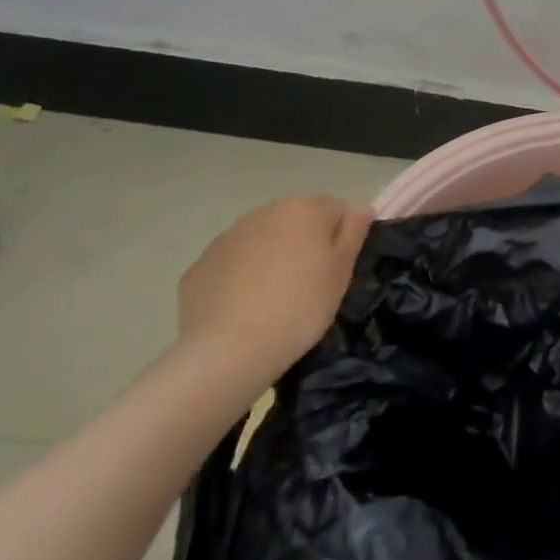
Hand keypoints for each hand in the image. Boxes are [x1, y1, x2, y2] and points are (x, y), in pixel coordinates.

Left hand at [177, 195, 371, 390]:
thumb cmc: (300, 306)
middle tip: (308, 286)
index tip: (336, 271)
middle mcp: (264, 211)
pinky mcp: (200, 266)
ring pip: (262, 241)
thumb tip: (359, 208)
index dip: (340, 238)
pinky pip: (232, 265)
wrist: (229, 351)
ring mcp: (227, 237)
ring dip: (272, 258)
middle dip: (304, 244)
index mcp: (304, 208)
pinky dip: (241, 279)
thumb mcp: (342, 271)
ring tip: (274, 300)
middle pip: (296, 221)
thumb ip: (354, 231)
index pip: (335, 209)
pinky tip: (244, 310)